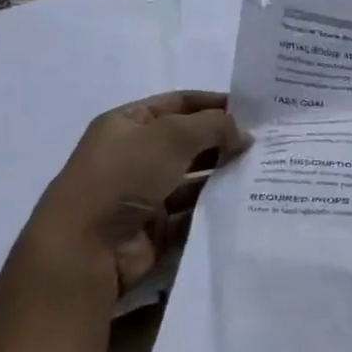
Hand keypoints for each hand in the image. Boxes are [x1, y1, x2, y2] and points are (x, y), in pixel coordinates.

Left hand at [26, 91, 248, 289]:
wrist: (86, 247)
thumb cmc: (124, 176)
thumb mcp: (172, 135)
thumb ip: (214, 126)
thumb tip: (244, 135)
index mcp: (127, 124)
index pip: (179, 104)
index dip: (214, 103)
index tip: (254, 111)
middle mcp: (135, 155)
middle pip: (189, 141)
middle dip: (223, 141)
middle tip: (265, 145)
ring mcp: (145, 193)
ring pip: (194, 179)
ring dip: (223, 175)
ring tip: (261, 173)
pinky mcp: (156, 228)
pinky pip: (193, 213)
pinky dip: (215, 208)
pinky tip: (245, 202)